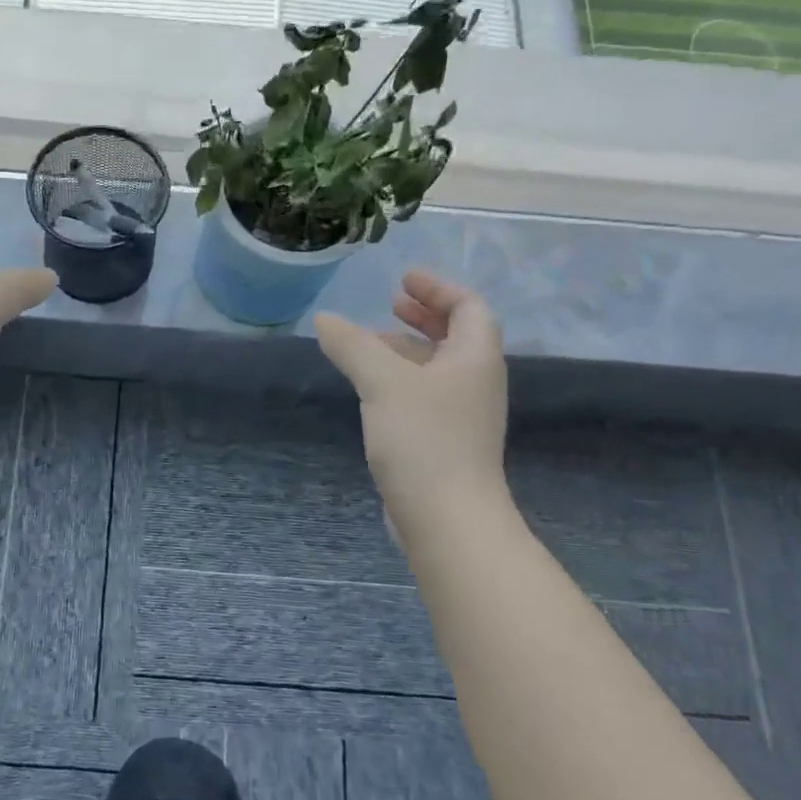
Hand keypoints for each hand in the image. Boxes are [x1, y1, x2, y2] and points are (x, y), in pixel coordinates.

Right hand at [314, 272, 508, 528]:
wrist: (447, 518)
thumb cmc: (424, 440)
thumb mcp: (382, 383)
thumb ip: (352, 346)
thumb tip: (324, 319)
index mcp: (474, 358)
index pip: (469, 307)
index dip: (438, 288)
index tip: (403, 281)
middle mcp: (475, 382)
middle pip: (457, 336)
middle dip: (424, 316)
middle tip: (391, 304)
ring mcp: (462, 415)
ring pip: (437, 368)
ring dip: (408, 349)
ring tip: (369, 344)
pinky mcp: (445, 442)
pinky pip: (425, 395)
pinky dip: (401, 380)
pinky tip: (371, 390)